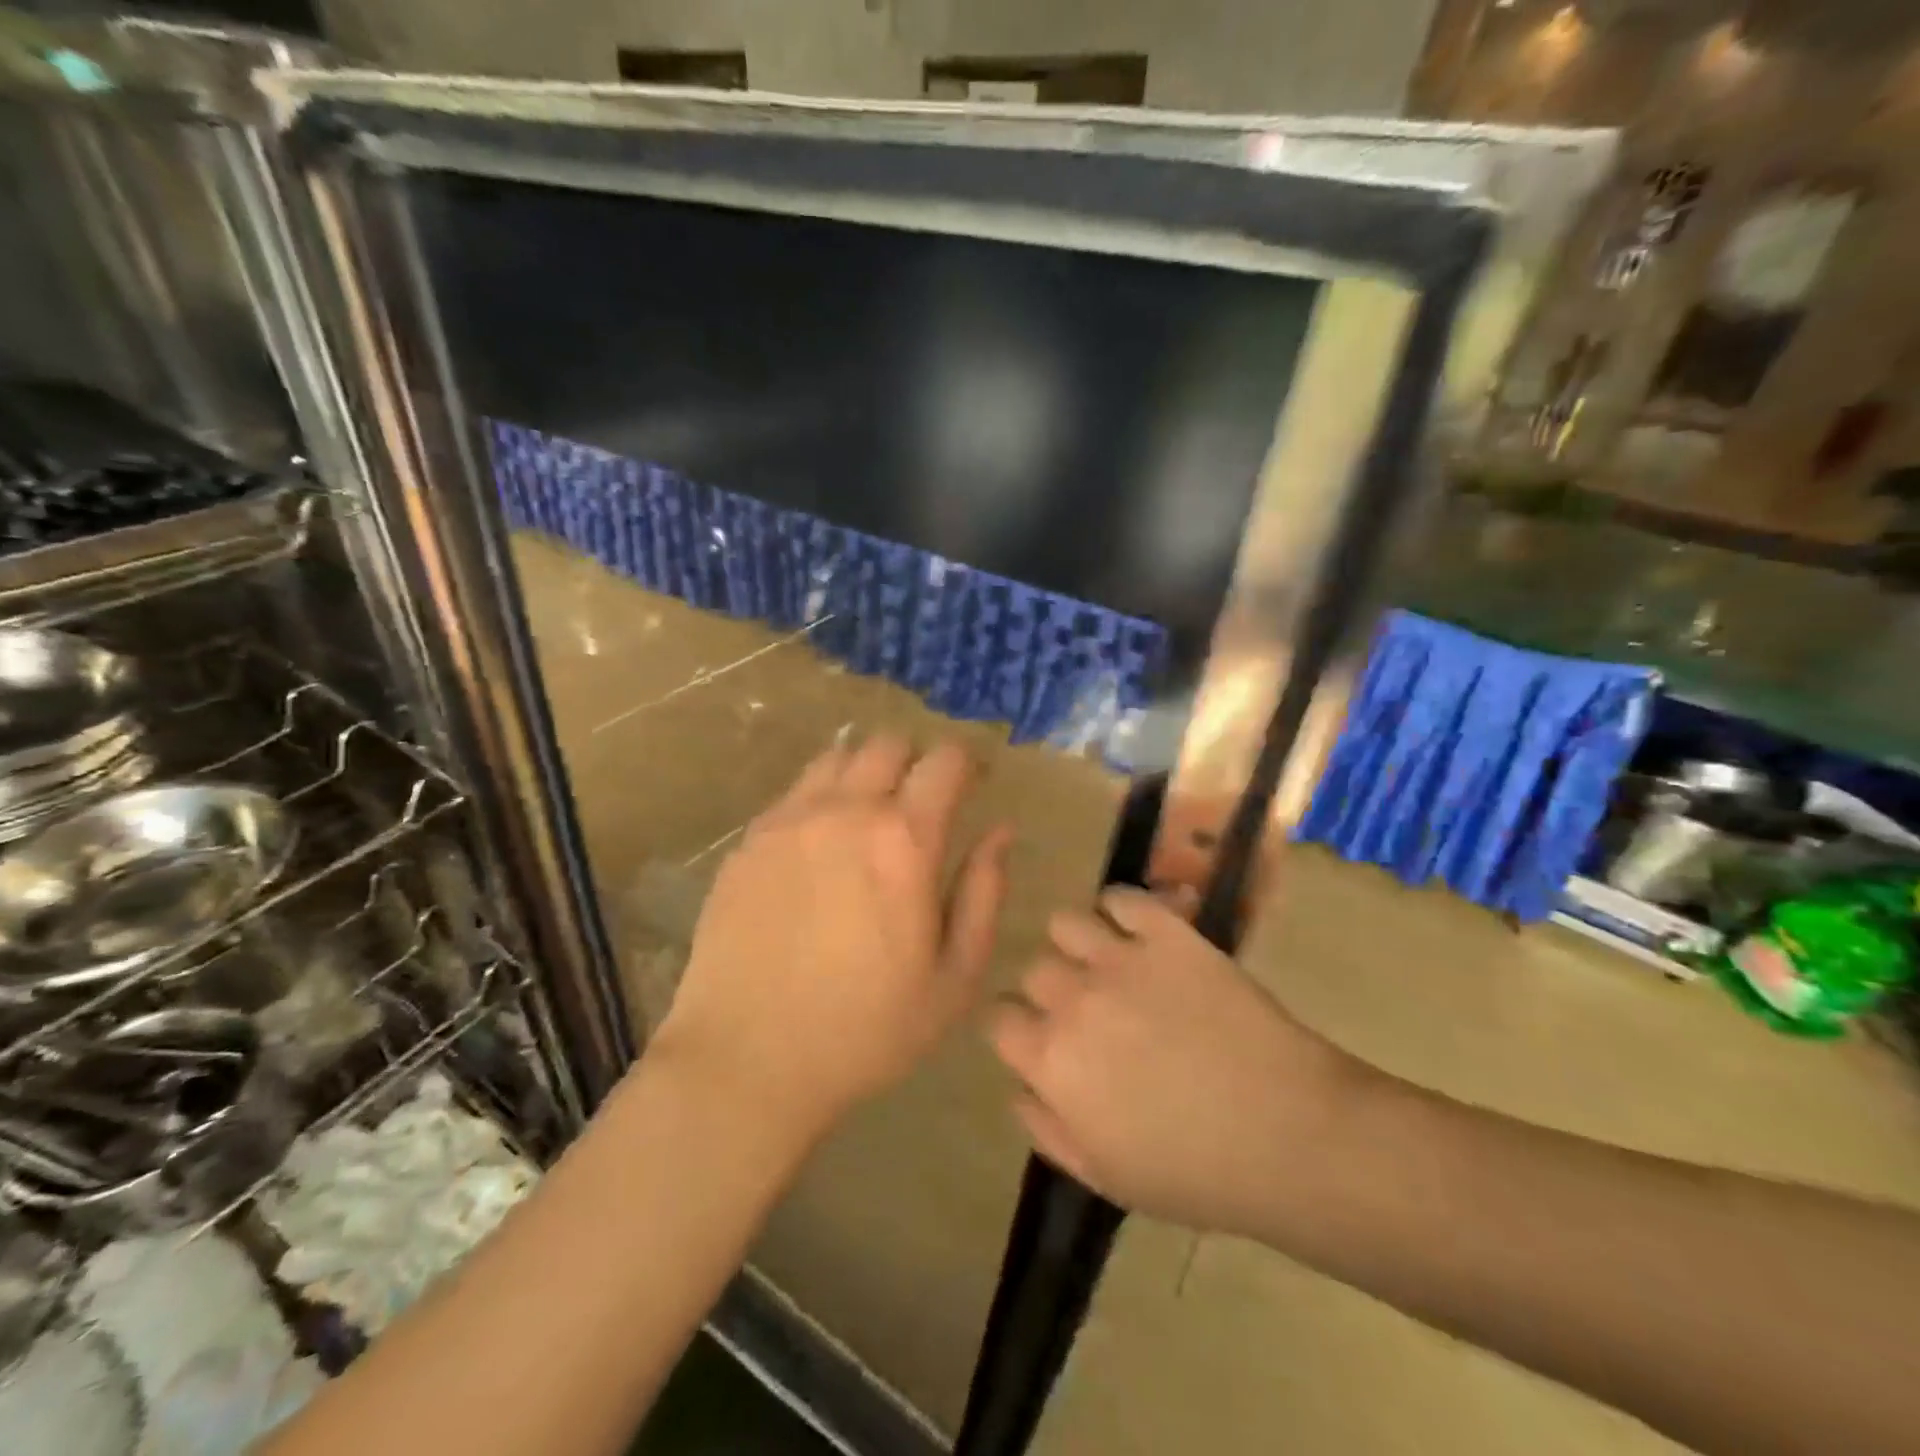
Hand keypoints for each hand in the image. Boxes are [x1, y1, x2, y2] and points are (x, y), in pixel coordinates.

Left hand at [655, 736, 1011, 1142]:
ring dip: (865, 772)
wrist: (747, 1060)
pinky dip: (821, 799)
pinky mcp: (748, 841)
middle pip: (888, 744)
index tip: (975, 783)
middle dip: (915, 761)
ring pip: (837, 758)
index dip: (968, 763)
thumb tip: (1000, 832)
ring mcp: (788, 821)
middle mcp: (845, 811)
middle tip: (923, 802)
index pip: (945, 761)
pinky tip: (820, 846)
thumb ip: (984, 893)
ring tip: (869, 816)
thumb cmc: (866, 1030)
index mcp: (904, 840)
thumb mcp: (954, 978)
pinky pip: (794, 793)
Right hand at [988, 888, 1364, 1236]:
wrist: (1290, 1136)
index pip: (998, 1018)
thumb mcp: (1104, 1175)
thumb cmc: (1196, 1173)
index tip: (1040, 1039)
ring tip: (1106, 962)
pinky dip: (1120, 908)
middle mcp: (1073, 998)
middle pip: (1033, 969)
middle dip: (1051, 990)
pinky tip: (1136, 931)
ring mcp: (1121, 958)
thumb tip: (1018, 1085)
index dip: (1017, 1029)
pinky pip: (1122, 898)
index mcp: (1051, 1059)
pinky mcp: (1168, 934)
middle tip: (1087, 1010)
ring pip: (1065, 923)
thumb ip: (1045, 1128)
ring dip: (1076, 943)